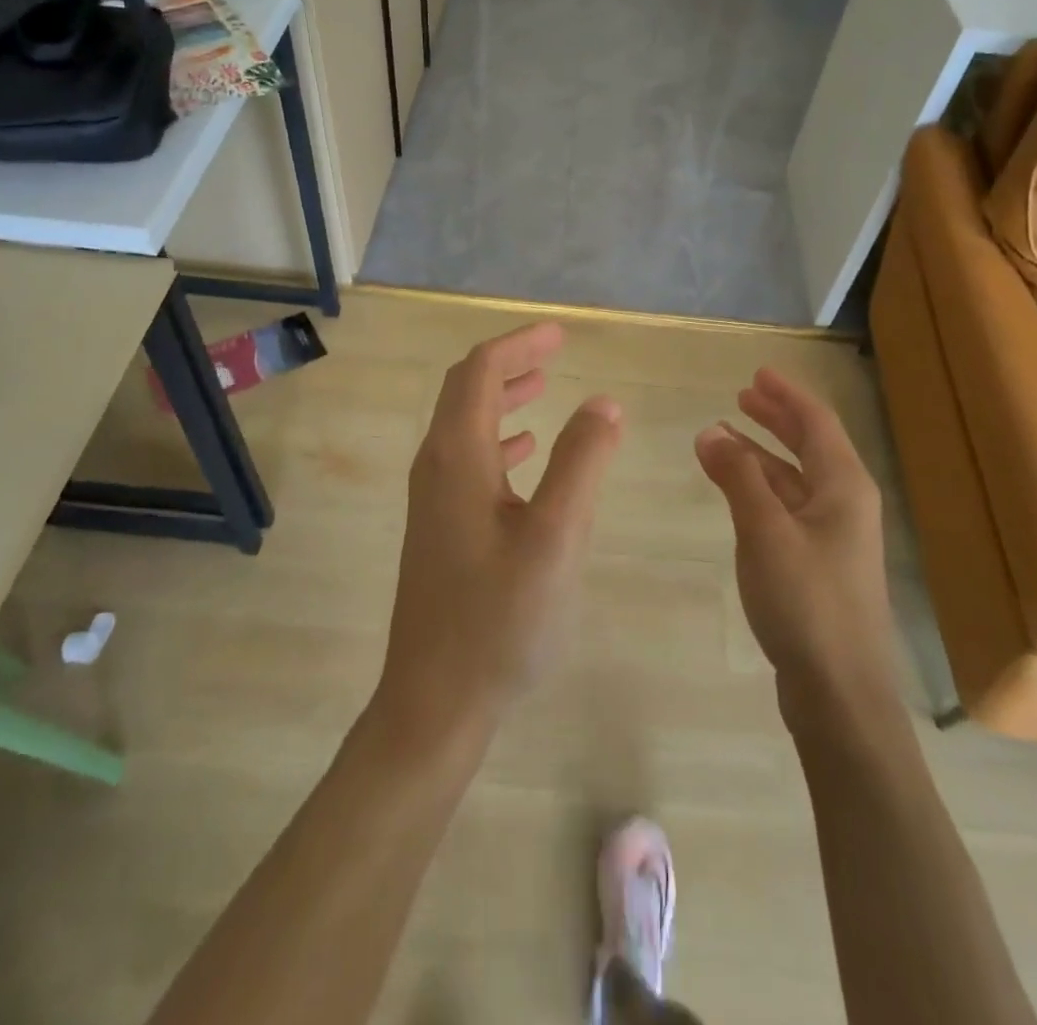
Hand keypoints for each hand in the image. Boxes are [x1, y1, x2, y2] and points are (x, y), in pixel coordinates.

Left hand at [374, 323, 622, 750]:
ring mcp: (433, 499)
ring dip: (502, 398)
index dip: (520, 344)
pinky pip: (469, 460)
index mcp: (457, 457)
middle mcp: (436, 466)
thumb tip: (603, 402)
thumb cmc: (498, 619)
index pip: (480, 371)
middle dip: (509, 363)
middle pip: (465, 390)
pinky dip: (500, 439)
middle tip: (554, 351)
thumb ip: (581, 463)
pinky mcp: (439, 527)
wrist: (434, 701)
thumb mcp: (555, 538)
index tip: (561, 334)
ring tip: (543, 387)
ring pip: (466, 425)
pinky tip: (526, 452)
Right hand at [694, 368, 889, 715]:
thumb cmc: (806, 602)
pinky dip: (762, 489)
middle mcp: (846, 504)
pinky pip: (788, 507)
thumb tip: (710, 430)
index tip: (757, 373)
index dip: (787, 394)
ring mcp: (834, 537)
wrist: (840, 691)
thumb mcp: (765, 531)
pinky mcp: (819, 564)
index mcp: (844, 487)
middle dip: (777, 418)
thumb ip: (737, 477)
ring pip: (796, 478)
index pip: (817, 422)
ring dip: (764, 453)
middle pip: (811, 446)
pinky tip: (737, 491)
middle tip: (742, 395)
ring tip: (726, 435)